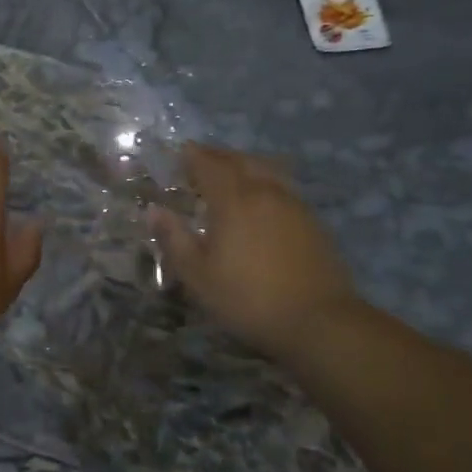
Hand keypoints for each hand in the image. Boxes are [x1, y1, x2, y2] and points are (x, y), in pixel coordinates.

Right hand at [150, 143, 362, 359]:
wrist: (317, 320)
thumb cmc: (247, 298)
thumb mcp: (198, 275)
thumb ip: (174, 238)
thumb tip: (154, 210)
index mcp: (234, 200)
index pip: (210, 165)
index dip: (193, 156)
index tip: (180, 152)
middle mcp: (265, 191)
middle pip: (240, 160)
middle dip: (218, 156)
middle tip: (201, 160)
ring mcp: (294, 204)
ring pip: (266, 170)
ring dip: (244, 165)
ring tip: (230, 176)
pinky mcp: (312, 221)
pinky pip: (282, 187)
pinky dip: (264, 183)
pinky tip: (260, 202)